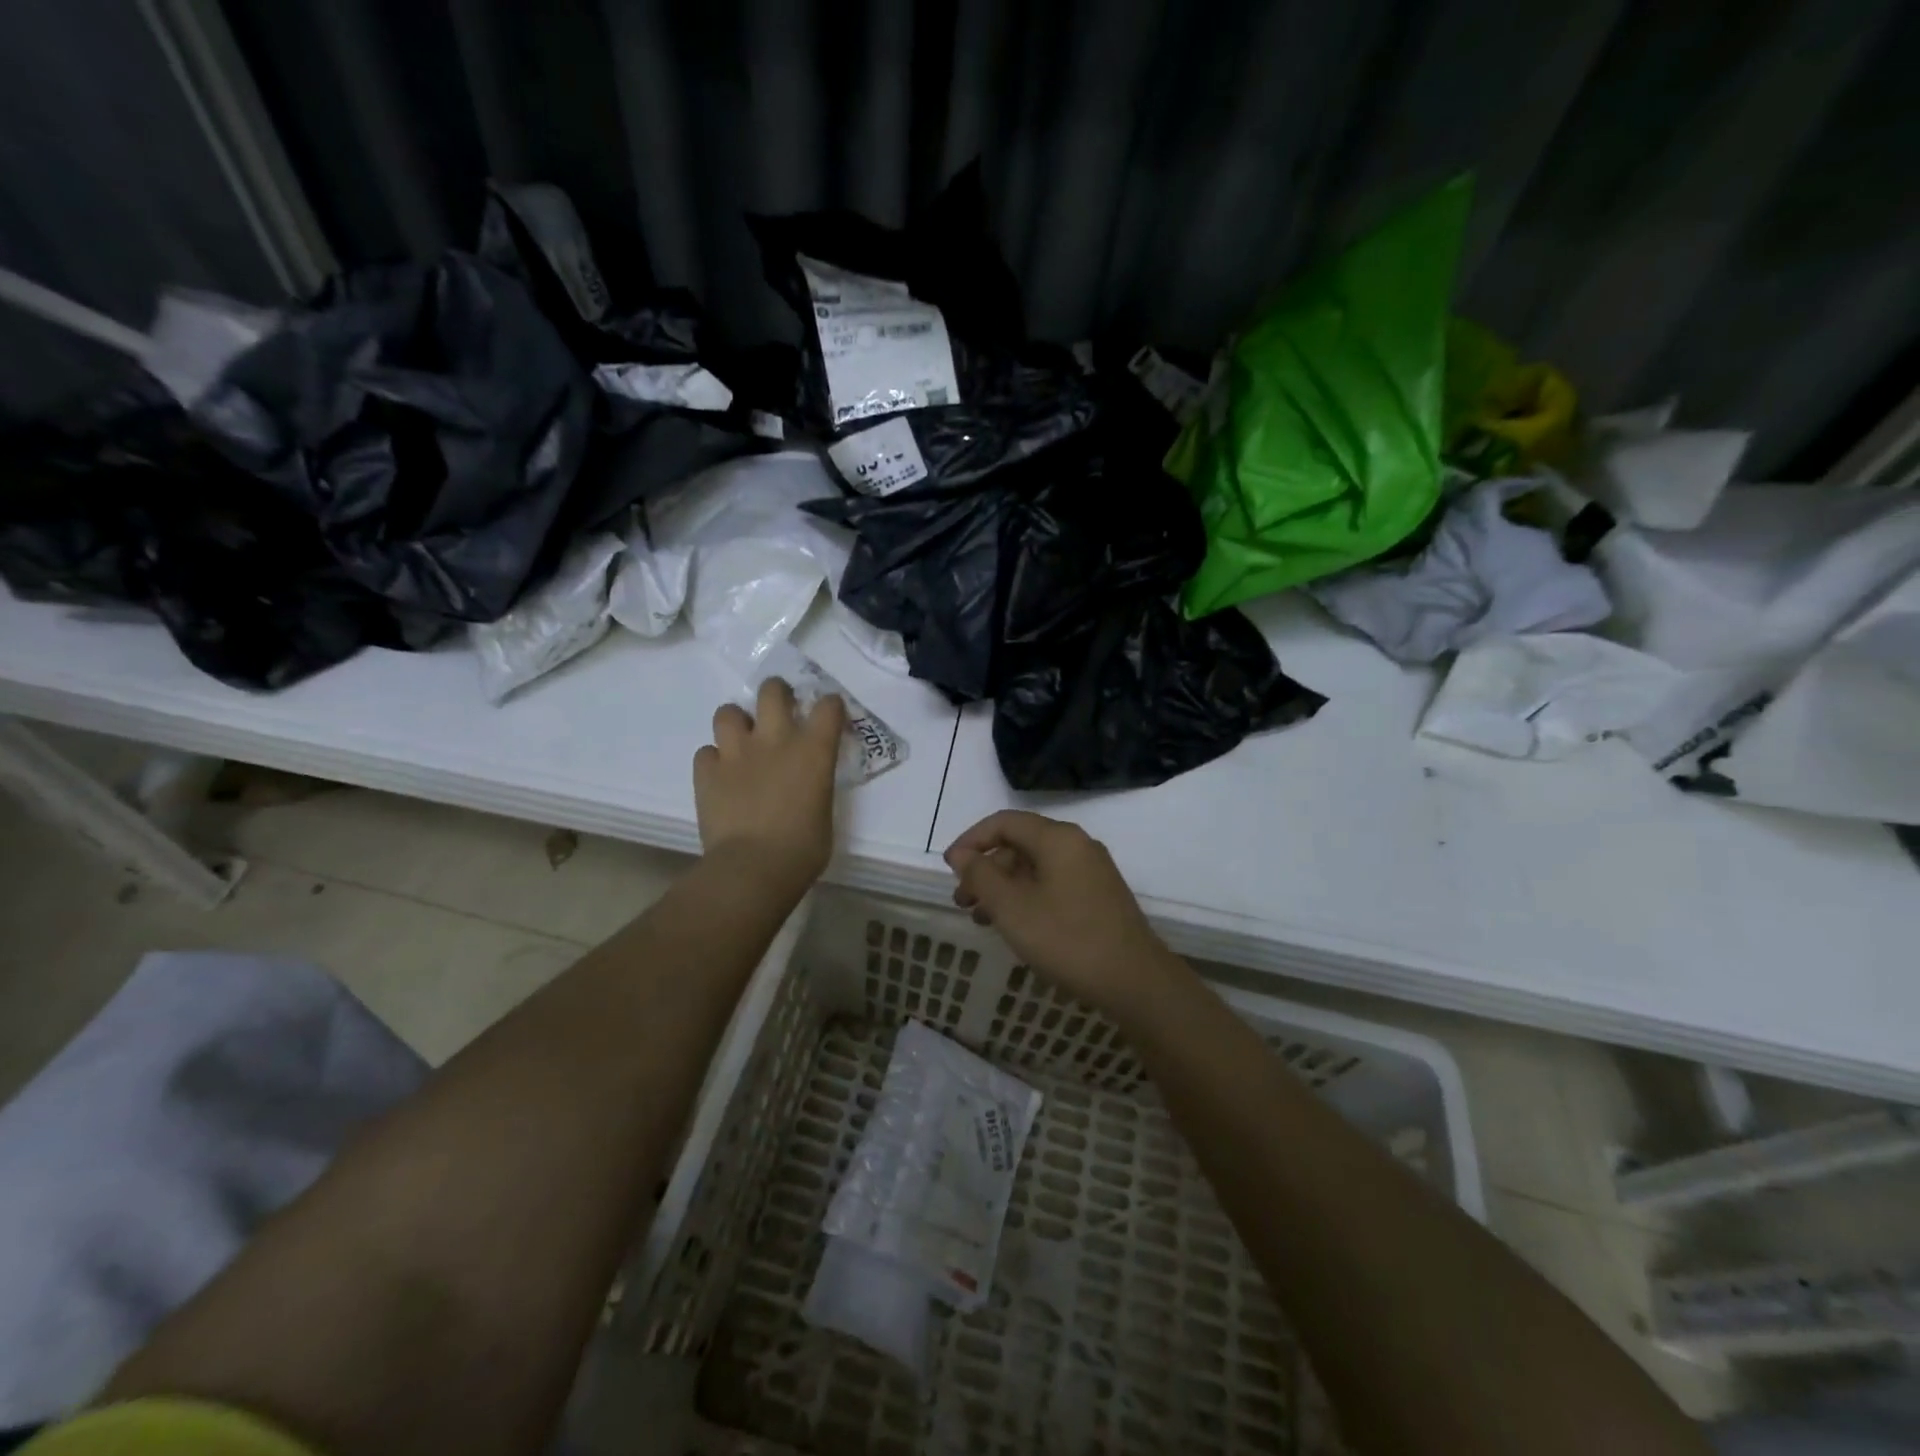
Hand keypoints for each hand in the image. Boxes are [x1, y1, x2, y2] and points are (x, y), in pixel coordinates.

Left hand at [694, 678, 845, 893]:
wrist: (752, 868)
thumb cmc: (803, 849)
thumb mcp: (824, 812)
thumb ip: (816, 786)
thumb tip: (808, 785)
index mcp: (813, 751)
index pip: (829, 706)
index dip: (830, 706)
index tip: (828, 716)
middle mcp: (775, 740)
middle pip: (772, 691)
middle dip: (777, 693)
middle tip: (779, 709)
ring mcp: (736, 753)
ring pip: (728, 712)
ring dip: (736, 723)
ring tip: (742, 740)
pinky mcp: (706, 772)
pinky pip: (706, 753)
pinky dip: (714, 760)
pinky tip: (721, 776)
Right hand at [944, 811, 1188, 1023]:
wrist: (1134, 981)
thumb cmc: (1066, 939)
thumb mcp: (1012, 908)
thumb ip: (981, 875)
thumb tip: (960, 853)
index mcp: (1057, 838)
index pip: (1004, 822)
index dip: (971, 840)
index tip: (949, 868)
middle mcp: (1077, 845)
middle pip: (1020, 844)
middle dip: (986, 869)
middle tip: (962, 901)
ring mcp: (1092, 871)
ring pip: (1036, 867)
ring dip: (1004, 887)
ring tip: (981, 918)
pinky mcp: (1099, 896)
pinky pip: (1053, 884)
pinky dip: (1027, 897)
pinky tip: (1015, 926)